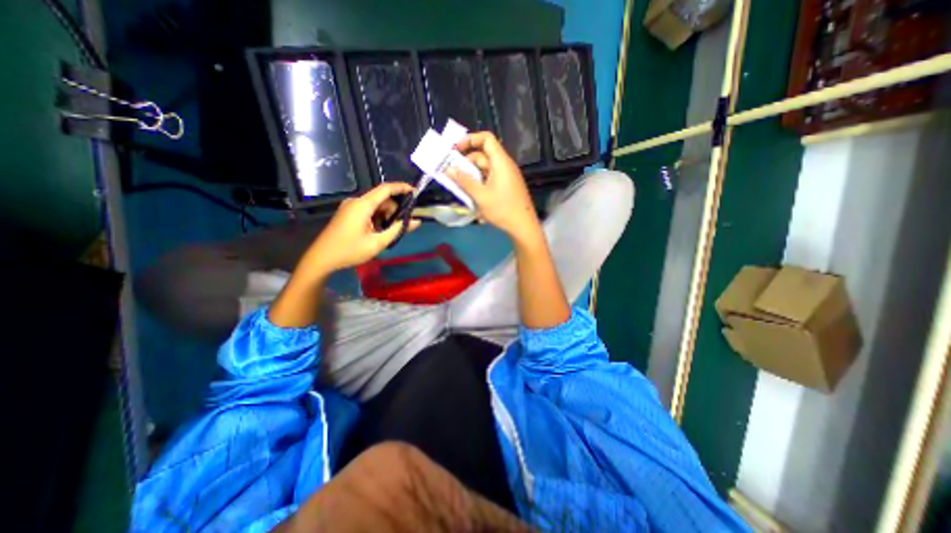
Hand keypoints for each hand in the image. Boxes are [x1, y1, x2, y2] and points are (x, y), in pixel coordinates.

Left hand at [300, 181, 419, 275]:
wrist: (322, 258)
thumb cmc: (350, 250)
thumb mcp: (378, 243)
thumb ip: (398, 230)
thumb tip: (417, 221)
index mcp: (362, 205)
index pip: (385, 189)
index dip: (402, 188)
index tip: (416, 192)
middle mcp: (356, 201)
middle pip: (382, 199)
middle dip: (395, 209)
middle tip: (403, 225)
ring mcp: (350, 207)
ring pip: (376, 205)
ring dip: (386, 216)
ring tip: (389, 232)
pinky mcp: (348, 213)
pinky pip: (368, 210)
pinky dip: (378, 218)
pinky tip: (379, 231)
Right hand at [447, 131, 541, 241]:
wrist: (523, 226)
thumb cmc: (502, 210)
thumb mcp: (480, 196)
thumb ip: (464, 181)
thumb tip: (448, 169)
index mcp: (501, 162)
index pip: (486, 139)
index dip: (470, 139)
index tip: (455, 150)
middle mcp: (505, 165)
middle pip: (483, 155)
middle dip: (467, 161)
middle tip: (451, 172)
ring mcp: (506, 176)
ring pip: (485, 168)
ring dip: (471, 173)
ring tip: (458, 184)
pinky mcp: (506, 186)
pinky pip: (490, 177)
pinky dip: (479, 181)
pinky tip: (471, 192)